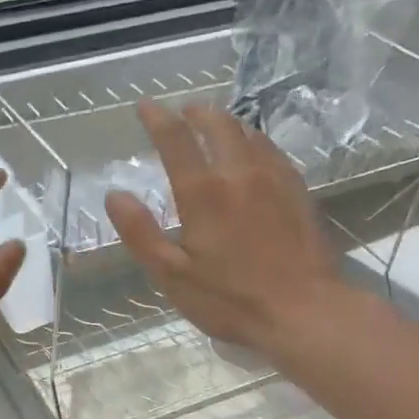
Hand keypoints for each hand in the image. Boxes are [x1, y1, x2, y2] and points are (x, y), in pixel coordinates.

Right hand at [105, 100, 341, 355]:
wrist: (304, 312)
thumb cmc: (231, 300)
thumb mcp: (173, 276)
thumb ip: (141, 233)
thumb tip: (115, 195)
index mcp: (204, 193)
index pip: (176, 139)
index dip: (157, 118)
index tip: (145, 106)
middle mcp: (240, 174)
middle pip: (218, 124)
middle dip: (197, 112)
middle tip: (183, 112)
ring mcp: (275, 180)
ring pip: (249, 133)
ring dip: (227, 122)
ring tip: (214, 125)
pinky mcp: (298, 192)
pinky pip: (272, 151)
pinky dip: (254, 141)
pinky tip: (253, 152)